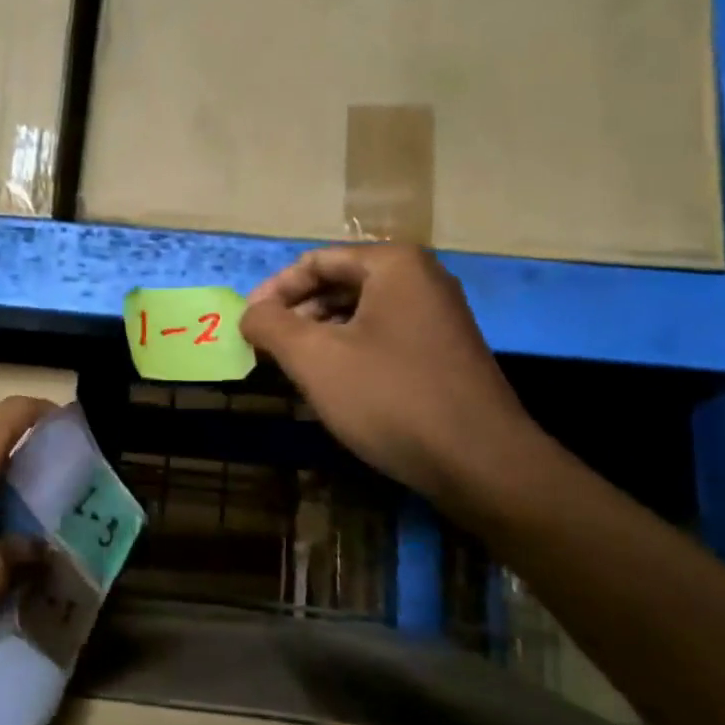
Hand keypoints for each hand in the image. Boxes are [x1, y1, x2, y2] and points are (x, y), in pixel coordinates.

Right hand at [239, 245, 541, 508]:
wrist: (479, 461)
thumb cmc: (389, 397)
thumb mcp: (314, 358)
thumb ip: (271, 326)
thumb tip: (249, 313)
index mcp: (393, 265)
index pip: (316, 262)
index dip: (273, 292)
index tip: (246, 325)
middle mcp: (421, 279)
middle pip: (339, 284)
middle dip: (296, 314)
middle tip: (265, 348)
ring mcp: (438, 317)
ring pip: (360, 314)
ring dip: (319, 335)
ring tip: (291, 368)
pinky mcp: (444, 352)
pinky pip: (382, 337)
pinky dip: (348, 352)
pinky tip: (332, 384)